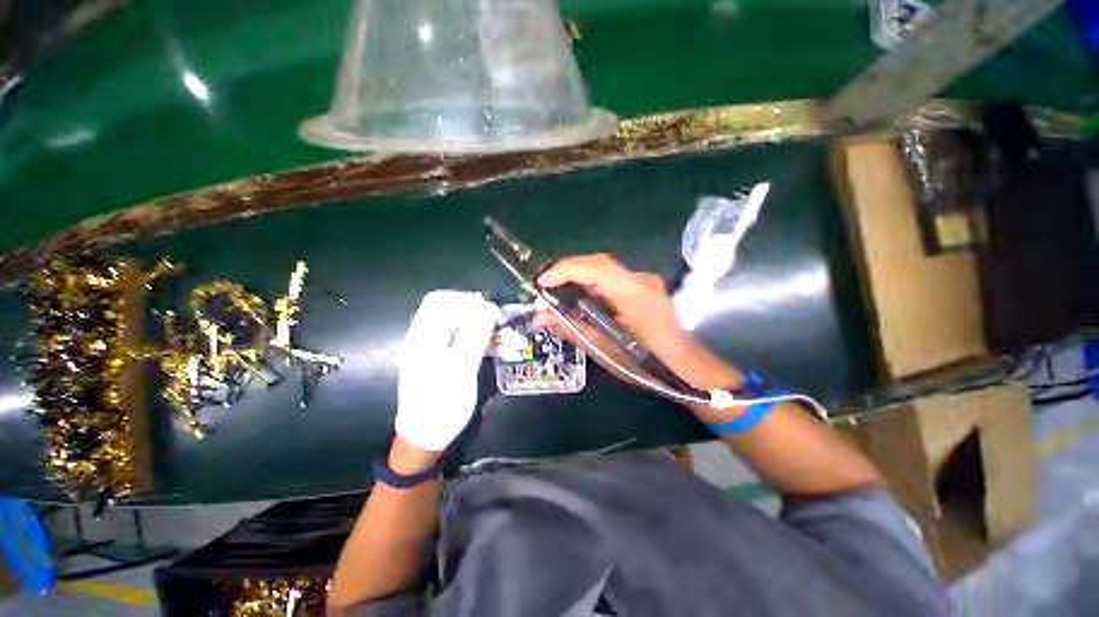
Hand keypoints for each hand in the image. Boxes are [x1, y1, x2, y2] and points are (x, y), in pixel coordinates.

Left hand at [395, 291, 500, 451]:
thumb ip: (474, 336)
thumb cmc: (441, 404)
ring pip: (465, 328)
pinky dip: (485, 344)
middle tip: (503, 324)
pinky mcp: (448, 361)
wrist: (427, 438)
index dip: (465, 299)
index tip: (489, 308)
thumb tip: (488, 308)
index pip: (439, 300)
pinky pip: (468, 344)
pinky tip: (503, 351)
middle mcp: (429, 338)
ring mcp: (439, 350)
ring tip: (511, 339)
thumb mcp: (461, 369)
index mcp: (424, 336)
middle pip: (454, 313)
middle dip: (481, 315)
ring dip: (487, 331)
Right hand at [536, 254, 742, 393]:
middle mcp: (640, 279)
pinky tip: (578, 295)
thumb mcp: (605, 350)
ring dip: (577, 276)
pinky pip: (610, 278)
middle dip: (567, 270)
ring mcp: (644, 281)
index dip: (565, 269)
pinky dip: (590, 283)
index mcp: (634, 294)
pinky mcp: (642, 286)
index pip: (597, 268)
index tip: (541, 282)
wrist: (684, 366)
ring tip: (555, 290)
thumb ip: (572, 329)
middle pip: (598, 263)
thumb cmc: (646, 364)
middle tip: (544, 286)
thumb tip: (541, 316)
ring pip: (603, 269)